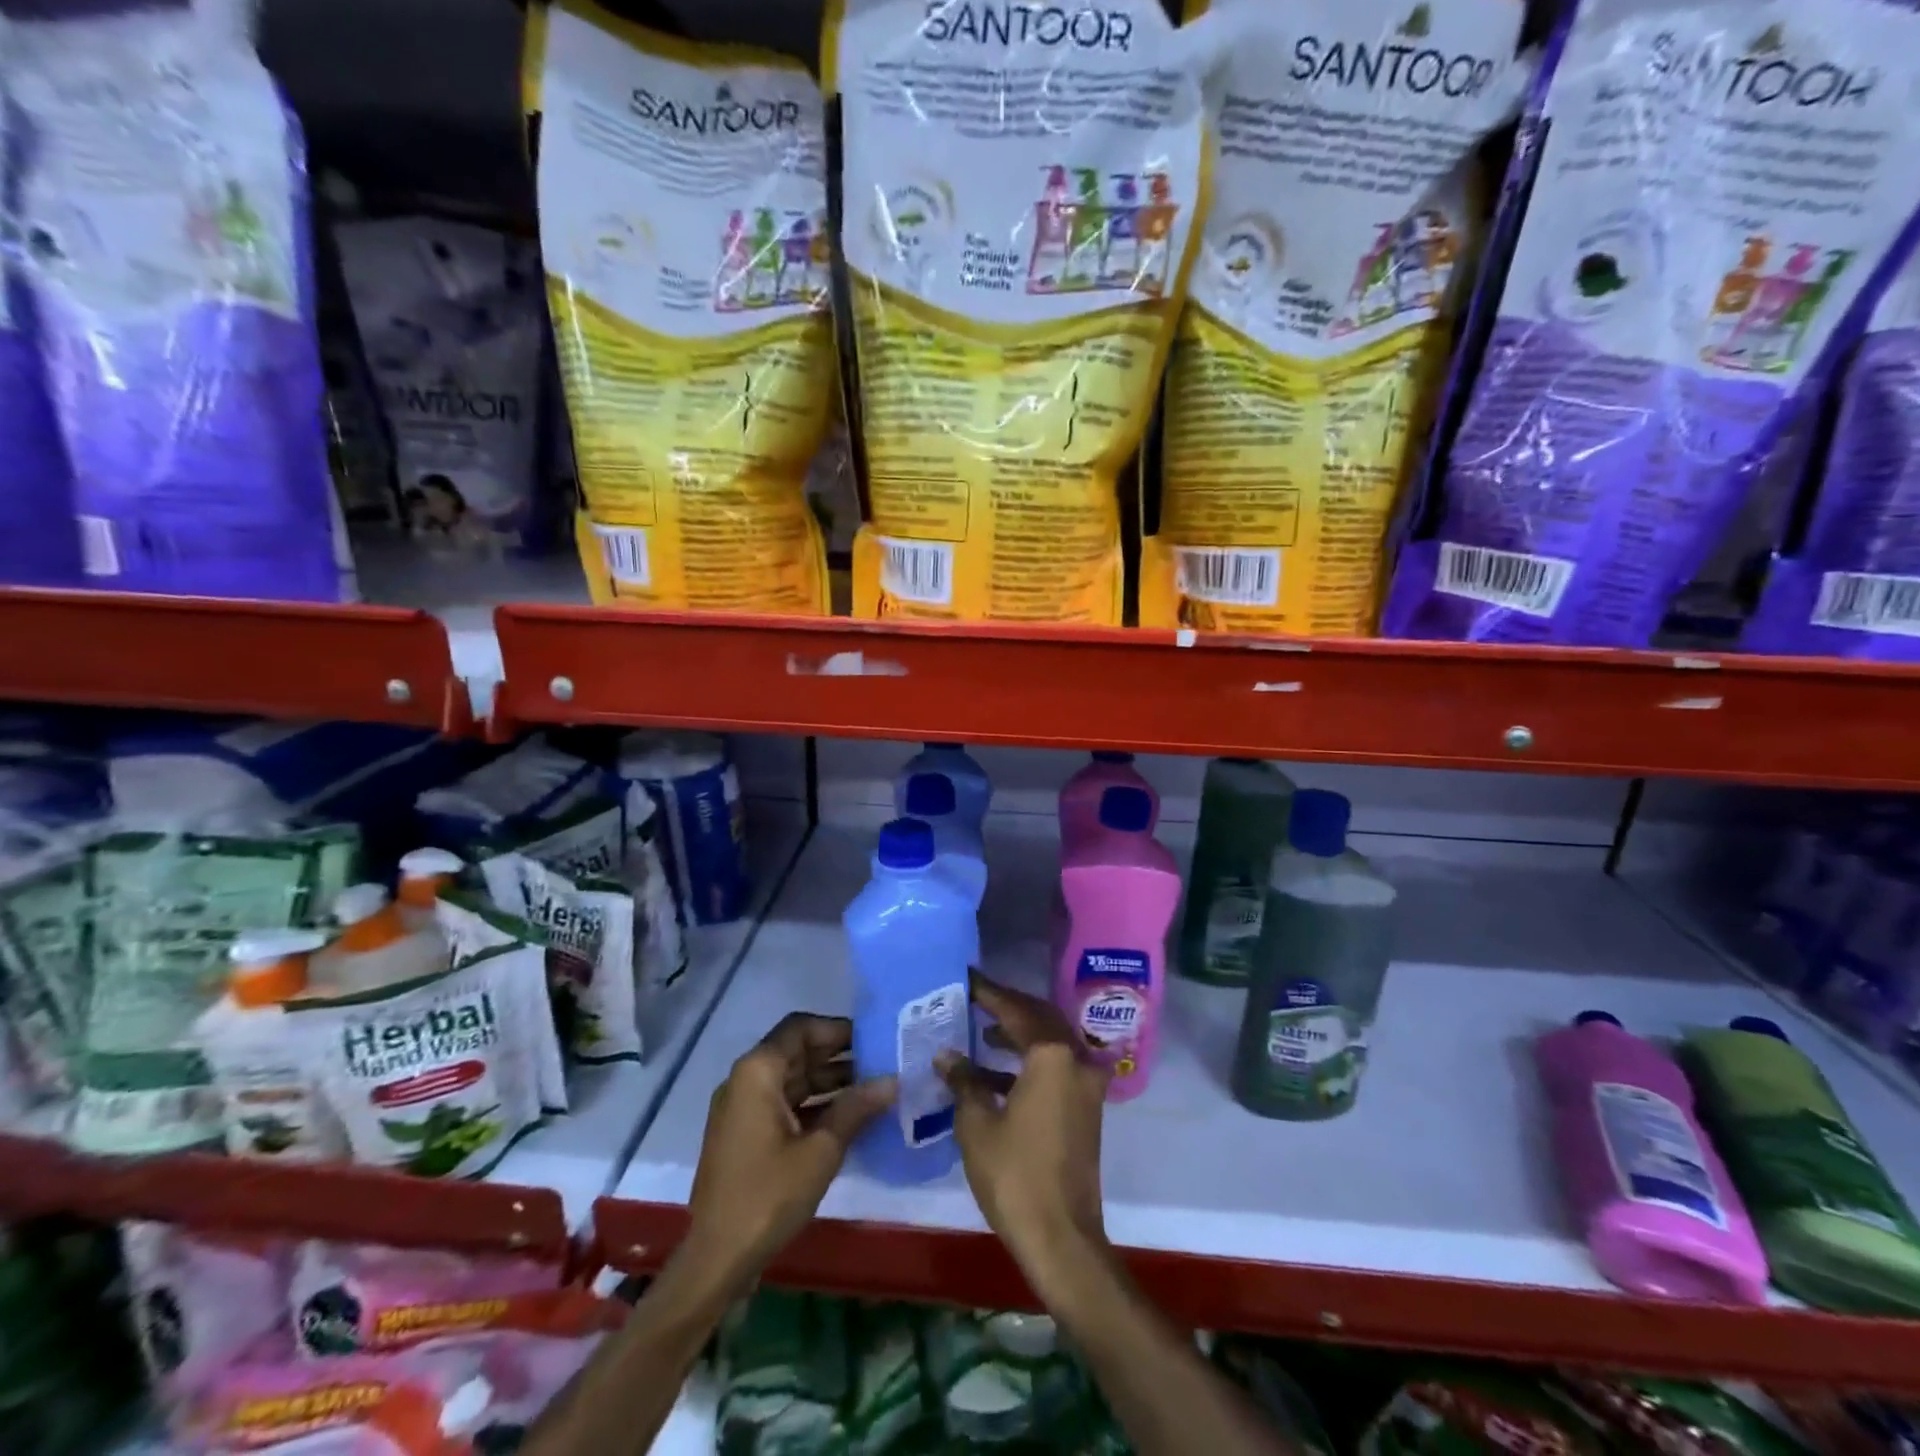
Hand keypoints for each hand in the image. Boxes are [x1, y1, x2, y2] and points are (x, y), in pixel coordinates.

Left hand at [683, 1013, 894, 1290]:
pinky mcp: (745, 1135)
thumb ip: (856, 1108)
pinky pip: (784, 1104)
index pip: (801, 1028)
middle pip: (797, 1051)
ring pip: (792, 1079)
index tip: (873, 1039)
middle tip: (882, 1062)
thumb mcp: (821, 1151)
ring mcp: (743, 1109)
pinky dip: (814, 1105)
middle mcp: (746, 1080)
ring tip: (873, 1089)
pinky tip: (848, 1118)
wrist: (716, 1260)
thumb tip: (892, 1080)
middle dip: (838, 1055)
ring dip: (829, 1081)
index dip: (838, 1029)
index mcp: (758, 1071)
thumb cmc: (768, 1195)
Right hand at [938, 975, 1112, 1292]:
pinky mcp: (1085, 1107)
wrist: (1061, 1238)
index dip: (989, 992)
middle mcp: (1076, 1059)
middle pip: (1040, 1018)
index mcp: (1052, 1055)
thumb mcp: (977, 1124)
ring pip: (1050, 1042)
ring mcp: (1086, 1084)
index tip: (966, 977)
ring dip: (1019, 1034)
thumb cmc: (1015, 1175)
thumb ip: (964, 1081)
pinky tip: (996, 1072)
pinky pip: (1056, 1066)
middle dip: (1007, 1007)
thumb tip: (946, 1055)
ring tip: (982, 1029)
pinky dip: (1029, 1061)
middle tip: (976, 998)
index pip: (1016, 1009)